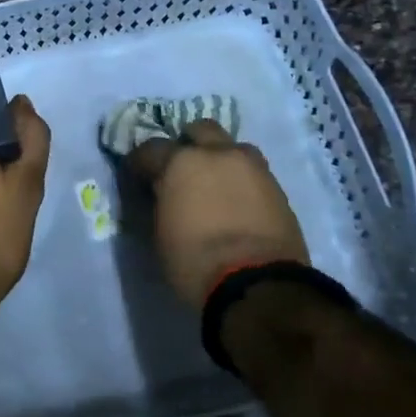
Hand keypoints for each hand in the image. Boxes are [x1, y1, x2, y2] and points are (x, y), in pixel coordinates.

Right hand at [127, 120, 308, 306]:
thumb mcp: (159, 233)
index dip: (140, 164)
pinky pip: (253, 172)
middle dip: (188, 144)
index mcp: (181, 161)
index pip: (150, 149)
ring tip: (215, 184)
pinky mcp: (278, 188)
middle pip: (199, 130)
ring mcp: (252, 167)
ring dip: (220, 158)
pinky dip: (241, 180)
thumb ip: (158, 201)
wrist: (258, 286)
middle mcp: (217, 153)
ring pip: (232, 147)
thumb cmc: (195, 262)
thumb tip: (159, 192)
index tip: (136, 178)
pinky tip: (236, 202)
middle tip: (181, 170)